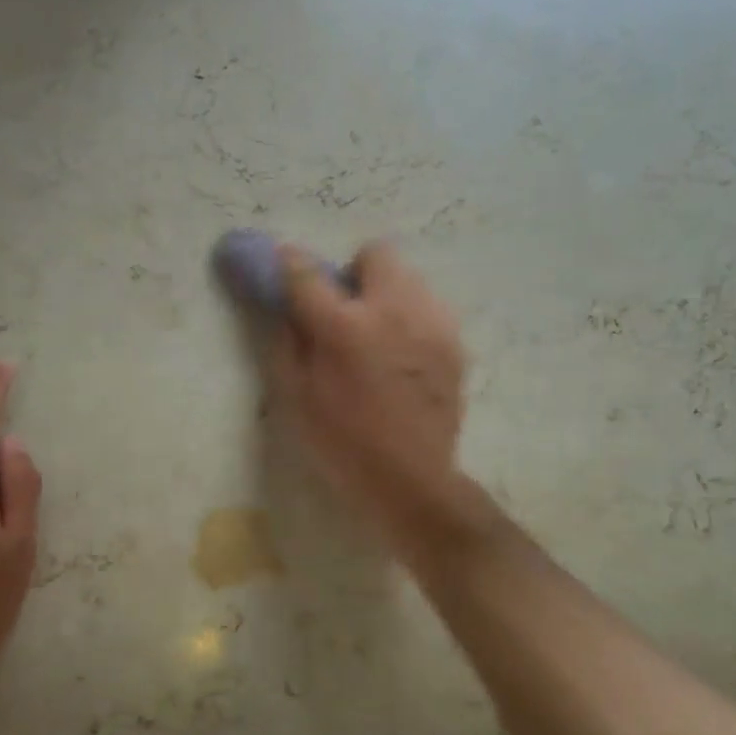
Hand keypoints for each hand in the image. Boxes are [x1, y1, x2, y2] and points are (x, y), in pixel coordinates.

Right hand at [269, 240, 465, 543]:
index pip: (307, 272)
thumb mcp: (296, 397)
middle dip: (353, 273)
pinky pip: (428, 307)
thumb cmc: (342, 444)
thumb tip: (281, 303)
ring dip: (384, 293)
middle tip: (343, 309)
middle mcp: (394, 312)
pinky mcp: (455, 342)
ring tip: (376, 334)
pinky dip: (410, 317)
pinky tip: (402, 355)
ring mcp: (432, 324)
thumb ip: (285, 340)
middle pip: (375, 253)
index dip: (288, 263)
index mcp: (346, 328)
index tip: (282, 265)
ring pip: (407, 277)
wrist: (412, 481)